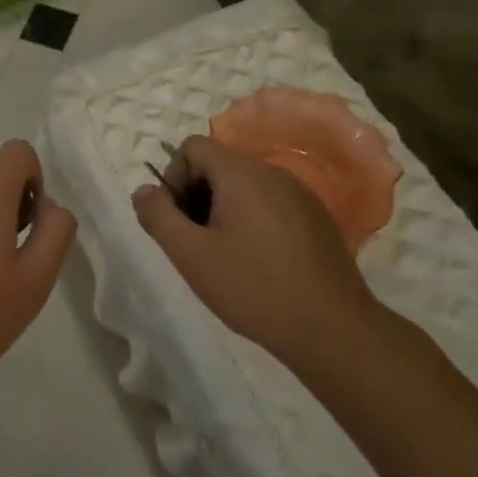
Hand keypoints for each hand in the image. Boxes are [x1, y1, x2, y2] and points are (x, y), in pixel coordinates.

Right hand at [132, 135, 385, 383]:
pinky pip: (271, 203)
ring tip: (225, 256)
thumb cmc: (253, 288)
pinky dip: (253, 220)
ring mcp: (300, 194)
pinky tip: (259, 263)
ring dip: (224, 210)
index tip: (177, 219)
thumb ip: (158, 216)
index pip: (193, 146)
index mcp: (241, 173)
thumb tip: (143, 190)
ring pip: (245, 186)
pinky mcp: (317, 218)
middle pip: (219, 164)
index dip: (174, 176)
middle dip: (197, 195)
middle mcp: (272, 172)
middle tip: (196, 242)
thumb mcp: (191, 255)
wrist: (333, 329)